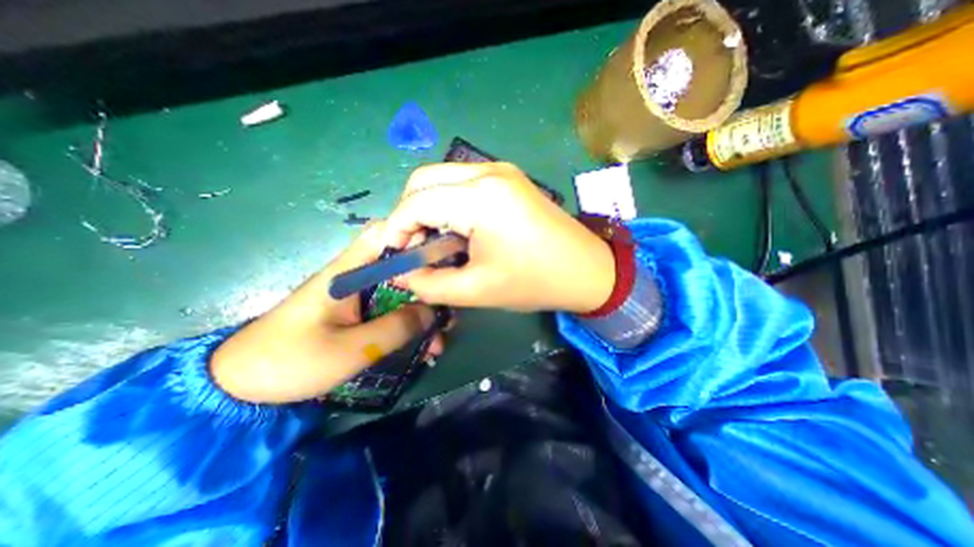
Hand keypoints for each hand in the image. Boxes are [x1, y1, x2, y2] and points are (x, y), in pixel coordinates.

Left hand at [214, 219, 444, 403]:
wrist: (243, 387)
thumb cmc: (292, 361)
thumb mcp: (351, 349)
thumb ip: (396, 328)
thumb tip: (432, 312)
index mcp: (348, 273)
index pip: (383, 235)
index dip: (414, 237)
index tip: (442, 257)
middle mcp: (355, 278)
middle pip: (400, 266)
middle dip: (428, 284)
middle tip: (448, 308)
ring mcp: (357, 297)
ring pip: (399, 292)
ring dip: (421, 312)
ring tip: (439, 339)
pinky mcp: (356, 314)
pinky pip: (390, 311)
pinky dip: (408, 324)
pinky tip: (422, 347)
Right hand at [384, 162, 610, 312]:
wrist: (587, 270)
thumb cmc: (534, 282)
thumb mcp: (476, 290)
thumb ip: (429, 284)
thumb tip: (400, 273)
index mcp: (480, 197)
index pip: (416, 202)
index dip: (395, 228)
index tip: (394, 255)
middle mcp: (487, 171)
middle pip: (424, 179)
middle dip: (408, 214)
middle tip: (414, 247)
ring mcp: (500, 170)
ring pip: (442, 178)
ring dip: (428, 207)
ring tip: (435, 242)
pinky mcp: (508, 178)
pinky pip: (462, 182)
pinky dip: (448, 203)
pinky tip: (457, 229)